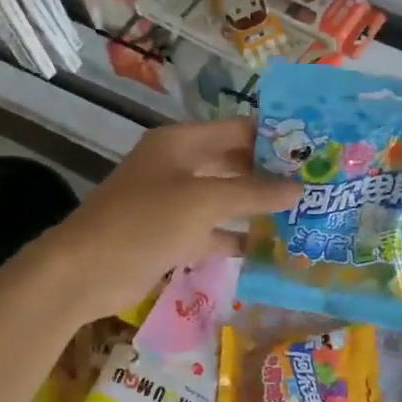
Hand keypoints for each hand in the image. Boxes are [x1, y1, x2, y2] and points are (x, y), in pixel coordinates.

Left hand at [33, 117, 300, 320]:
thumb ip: (253, 193)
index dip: (274, 136)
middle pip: (234, 163)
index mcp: (182, 143)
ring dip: (258, 207)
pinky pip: (214, 231)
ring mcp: (175, 203)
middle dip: (271, 173)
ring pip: (226, 199)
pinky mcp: (173, 236)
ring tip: (303, 213)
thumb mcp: (203, 201)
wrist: (86, 271)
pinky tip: (272, 247)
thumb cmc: (144, 222)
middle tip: (315, 183)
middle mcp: (180, 166)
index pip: (238, 130)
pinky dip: (238, 238)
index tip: (314, 148)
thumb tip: (299, 189)